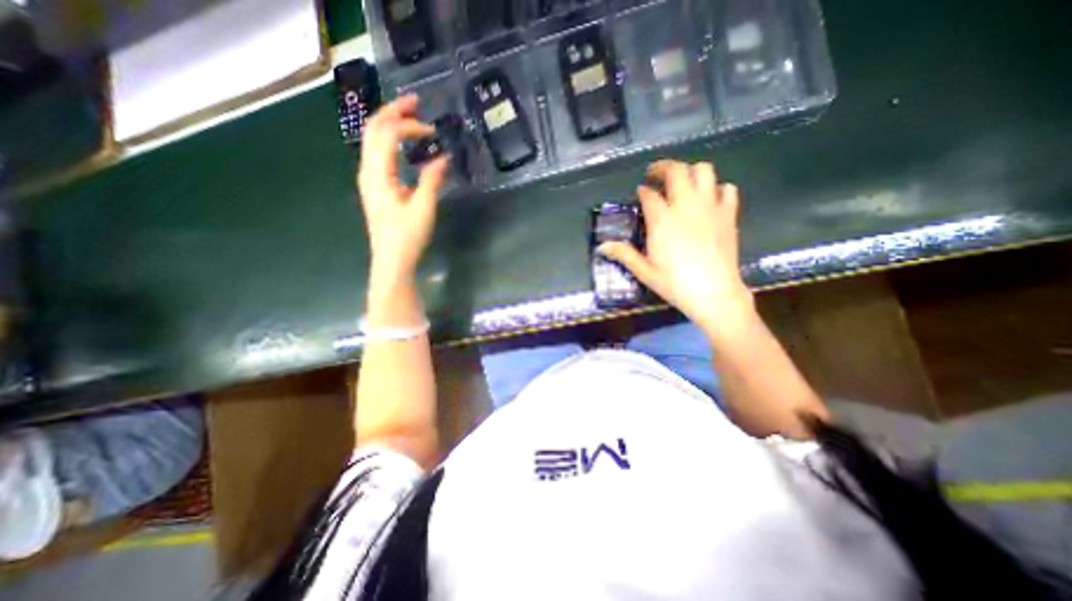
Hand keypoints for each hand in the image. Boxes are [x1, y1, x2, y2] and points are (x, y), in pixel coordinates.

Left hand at [354, 93, 448, 289]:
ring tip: (410, 117)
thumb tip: (443, 157)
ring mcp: (368, 178)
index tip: (432, 131)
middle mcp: (368, 170)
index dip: (408, 125)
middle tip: (415, 102)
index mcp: (378, 174)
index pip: (387, 134)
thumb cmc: (407, 237)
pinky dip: (389, 139)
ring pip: (372, 139)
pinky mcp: (375, 186)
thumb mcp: (424, 208)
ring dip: (389, 123)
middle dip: (392, 111)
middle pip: (373, 129)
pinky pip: (377, 152)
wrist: (391, 260)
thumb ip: (432, 180)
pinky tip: (403, 143)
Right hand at [602, 160, 751, 333]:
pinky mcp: (729, 214)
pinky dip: (716, 188)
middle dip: (663, 167)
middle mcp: (685, 206)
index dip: (643, 190)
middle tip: (655, 174)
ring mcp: (710, 207)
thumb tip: (602, 247)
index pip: (649, 194)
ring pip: (704, 171)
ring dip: (690, 171)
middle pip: (676, 171)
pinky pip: (727, 188)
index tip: (640, 192)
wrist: (714, 293)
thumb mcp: (644, 271)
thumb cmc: (675, 283)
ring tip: (682, 182)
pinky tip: (709, 198)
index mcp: (662, 220)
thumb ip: (623, 254)